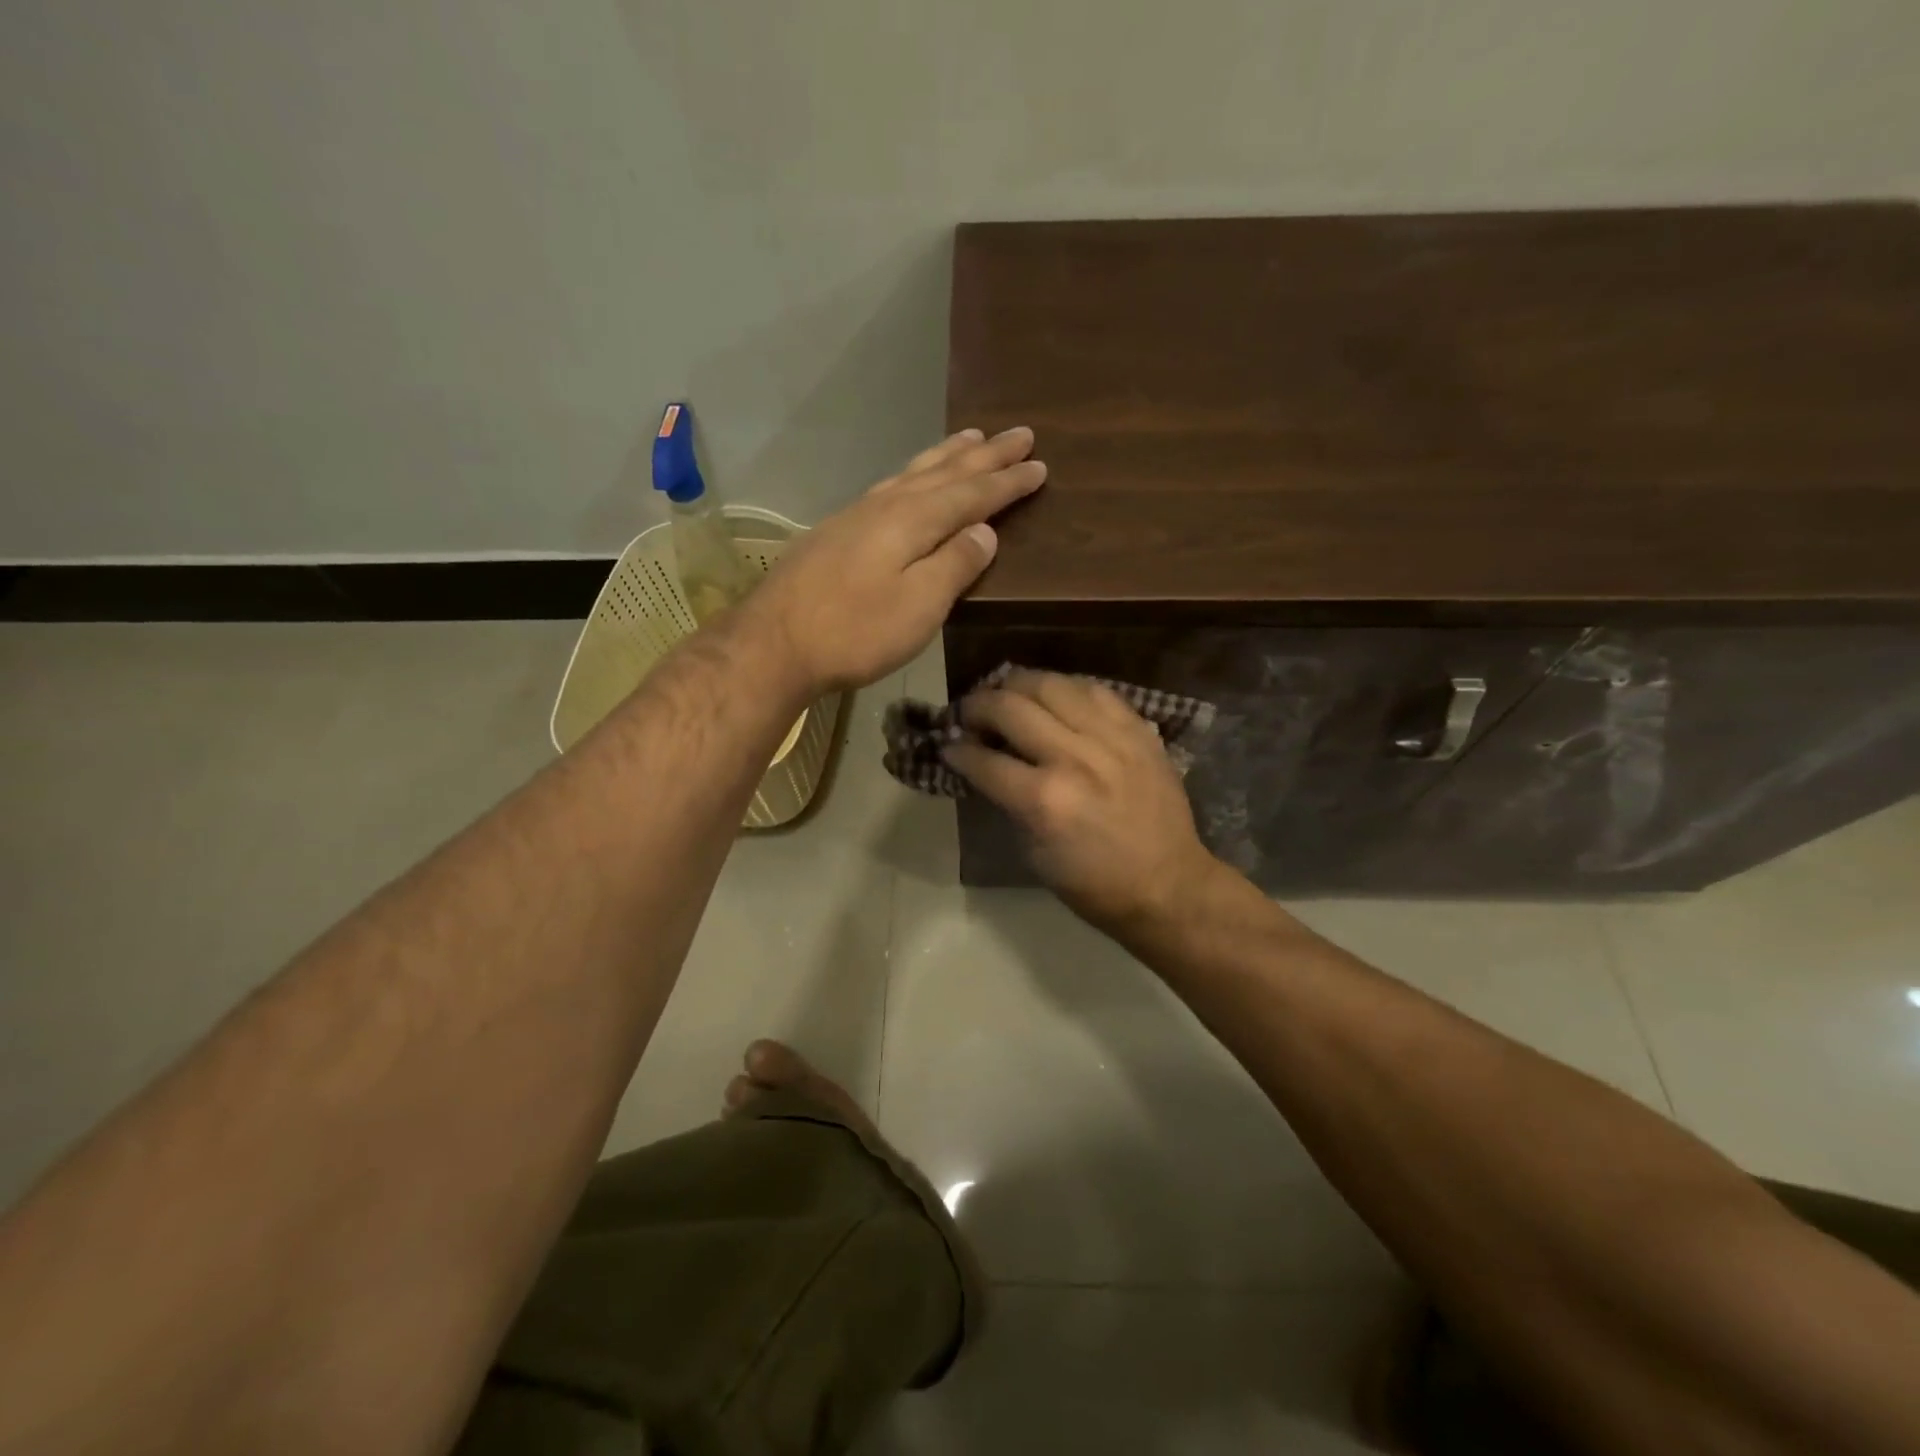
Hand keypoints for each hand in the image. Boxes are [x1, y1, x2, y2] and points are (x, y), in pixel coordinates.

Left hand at [745, 427, 1046, 693]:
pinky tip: (912, 478)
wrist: (774, 643)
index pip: (972, 494)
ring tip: (972, 437)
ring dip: (948, 455)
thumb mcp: (919, 606)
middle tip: (1020, 434)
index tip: (1039, 465)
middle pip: (945, 472)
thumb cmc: (855, 631)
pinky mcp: (837, 530)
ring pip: (914, 472)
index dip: (1007, 482)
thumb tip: (985, 531)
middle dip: (986, 455)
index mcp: (913, 520)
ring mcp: (857, 514)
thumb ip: (955, 565)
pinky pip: (891, 485)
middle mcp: (887, 505)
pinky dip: (914, 473)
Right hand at [944, 669, 1221, 939]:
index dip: (956, 750)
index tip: (948, 746)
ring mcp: (1109, 738)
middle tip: (970, 715)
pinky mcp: (1137, 729)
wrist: (1168, 883)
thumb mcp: (1034, 853)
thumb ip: (1007, 800)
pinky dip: (1065, 688)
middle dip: (977, 705)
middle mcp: (1074, 758)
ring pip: (1050, 684)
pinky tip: (1054, 697)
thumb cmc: (1093, 883)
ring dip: (1017, 685)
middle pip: (1009, 706)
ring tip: (1007, 696)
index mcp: (1043, 800)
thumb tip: (984, 764)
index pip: (982, 759)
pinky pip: (1093, 689)